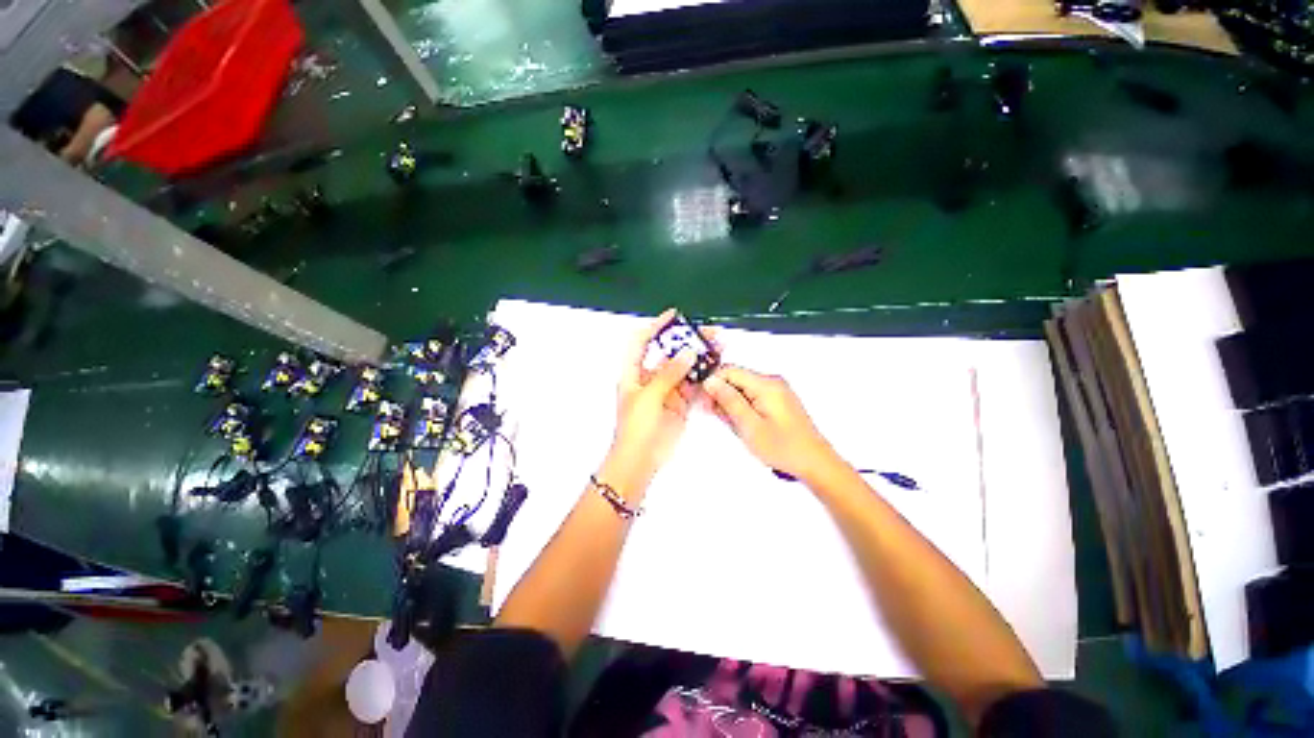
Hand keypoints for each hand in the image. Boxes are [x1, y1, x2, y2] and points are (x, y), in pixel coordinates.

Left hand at [605, 309, 699, 489]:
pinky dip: (704, 377)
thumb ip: (669, 374)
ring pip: (684, 369)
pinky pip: (693, 386)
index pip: (642, 342)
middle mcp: (650, 378)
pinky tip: (717, 368)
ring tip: (719, 347)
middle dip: (687, 342)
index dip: (656, 327)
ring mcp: (667, 391)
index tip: (675, 316)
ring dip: (700, 358)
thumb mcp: (649, 396)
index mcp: (634, 372)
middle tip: (709, 333)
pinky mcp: (680, 404)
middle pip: (669, 353)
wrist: (640, 460)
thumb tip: (688, 353)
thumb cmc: (636, 426)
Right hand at [704, 365, 839, 482]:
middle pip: (736, 378)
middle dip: (722, 396)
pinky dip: (744, 408)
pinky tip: (745, 425)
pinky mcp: (778, 400)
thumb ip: (729, 400)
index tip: (704, 402)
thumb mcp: (749, 426)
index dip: (713, 383)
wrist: (815, 463)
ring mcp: (777, 390)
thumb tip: (710, 381)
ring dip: (733, 405)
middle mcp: (772, 382)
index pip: (729, 370)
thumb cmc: (783, 447)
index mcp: (766, 384)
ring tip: (736, 427)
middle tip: (721, 419)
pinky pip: (753, 396)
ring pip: (743, 389)